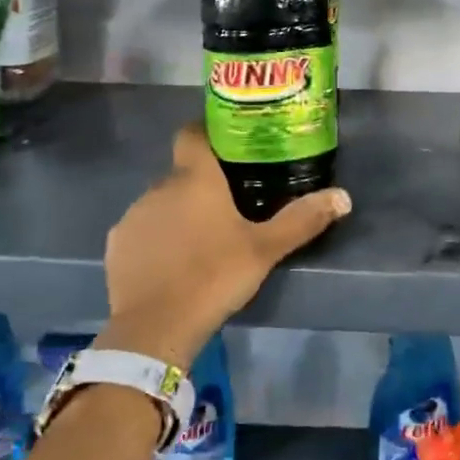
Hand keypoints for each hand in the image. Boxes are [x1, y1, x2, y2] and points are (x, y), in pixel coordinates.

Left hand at [101, 124, 350, 368]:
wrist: (156, 326)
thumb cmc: (215, 276)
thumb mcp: (265, 249)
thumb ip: (302, 220)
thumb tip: (343, 196)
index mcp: (195, 178)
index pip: (192, 134)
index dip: (206, 133)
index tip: (225, 147)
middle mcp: (159, 187)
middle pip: (181, 174)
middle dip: (200, 186)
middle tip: (227, 209)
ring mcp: (133, 215)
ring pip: (160, 203)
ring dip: (177, 214)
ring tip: (199, 243)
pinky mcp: (116, 245)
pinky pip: (141, 231)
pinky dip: (155, 240)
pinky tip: (171, 265)